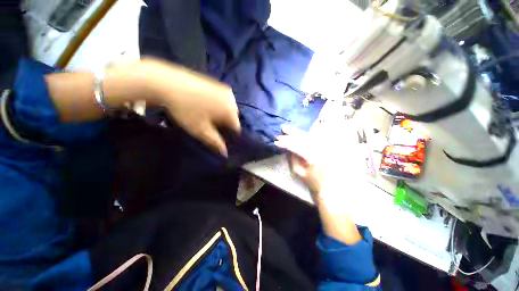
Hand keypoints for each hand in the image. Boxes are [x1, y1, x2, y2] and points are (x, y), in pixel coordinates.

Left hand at [141, 58, 240, 155]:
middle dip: (225, 123)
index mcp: (230, 111)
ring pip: (228, 108)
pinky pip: (223, 99)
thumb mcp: (201, 130)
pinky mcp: (218, 83)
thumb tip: (225, 153)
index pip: (236, 128)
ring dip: (221, 113)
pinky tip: (205, 104)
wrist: (168, 83)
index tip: (218, 135)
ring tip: (206, 114)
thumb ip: (215, 142)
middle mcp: (232, 100)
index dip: (228, 134)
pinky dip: (218, 104)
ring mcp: (225, 90)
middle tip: (210, 125)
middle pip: (233, 117)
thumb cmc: (186, 110)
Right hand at [274, 125, 323, 195]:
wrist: (326, 185)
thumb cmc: (310, 180)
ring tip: (286, 128)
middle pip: (303, 138)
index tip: (276, 141)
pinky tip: (296, 132)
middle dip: (291, 134)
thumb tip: (286, 146)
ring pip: (307, 136)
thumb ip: (292, 158)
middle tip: (282, 129)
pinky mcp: (324, 146)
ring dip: (296, 132)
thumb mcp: (297, 171)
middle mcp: (319, 150)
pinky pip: (312, 137)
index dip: (286, 143)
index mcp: (312, 158)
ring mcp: (323, 147)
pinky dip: (303, 134)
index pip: (297, 147)